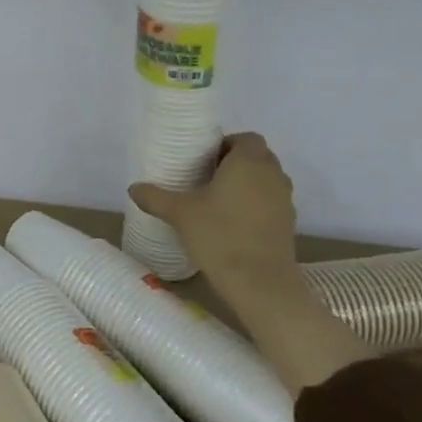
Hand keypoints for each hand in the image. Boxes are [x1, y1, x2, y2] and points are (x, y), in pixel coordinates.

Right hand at [129, 132, 302, 295]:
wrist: (260, 283)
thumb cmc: (219, 235)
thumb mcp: (179, 213)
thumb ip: (155, 197)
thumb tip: (133, 188)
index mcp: (249, 162)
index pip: (245, 138)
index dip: (225, 145)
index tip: (203, 161)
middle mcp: (273, 175)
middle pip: (257, 157)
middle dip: (233, 163)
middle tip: (204, 179)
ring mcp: (285, 200)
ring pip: (265, 181)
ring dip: (245, 185)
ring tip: (216, 201)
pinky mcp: (288, 224)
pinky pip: (270, 203)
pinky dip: (254, 206)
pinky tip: (231, 224)